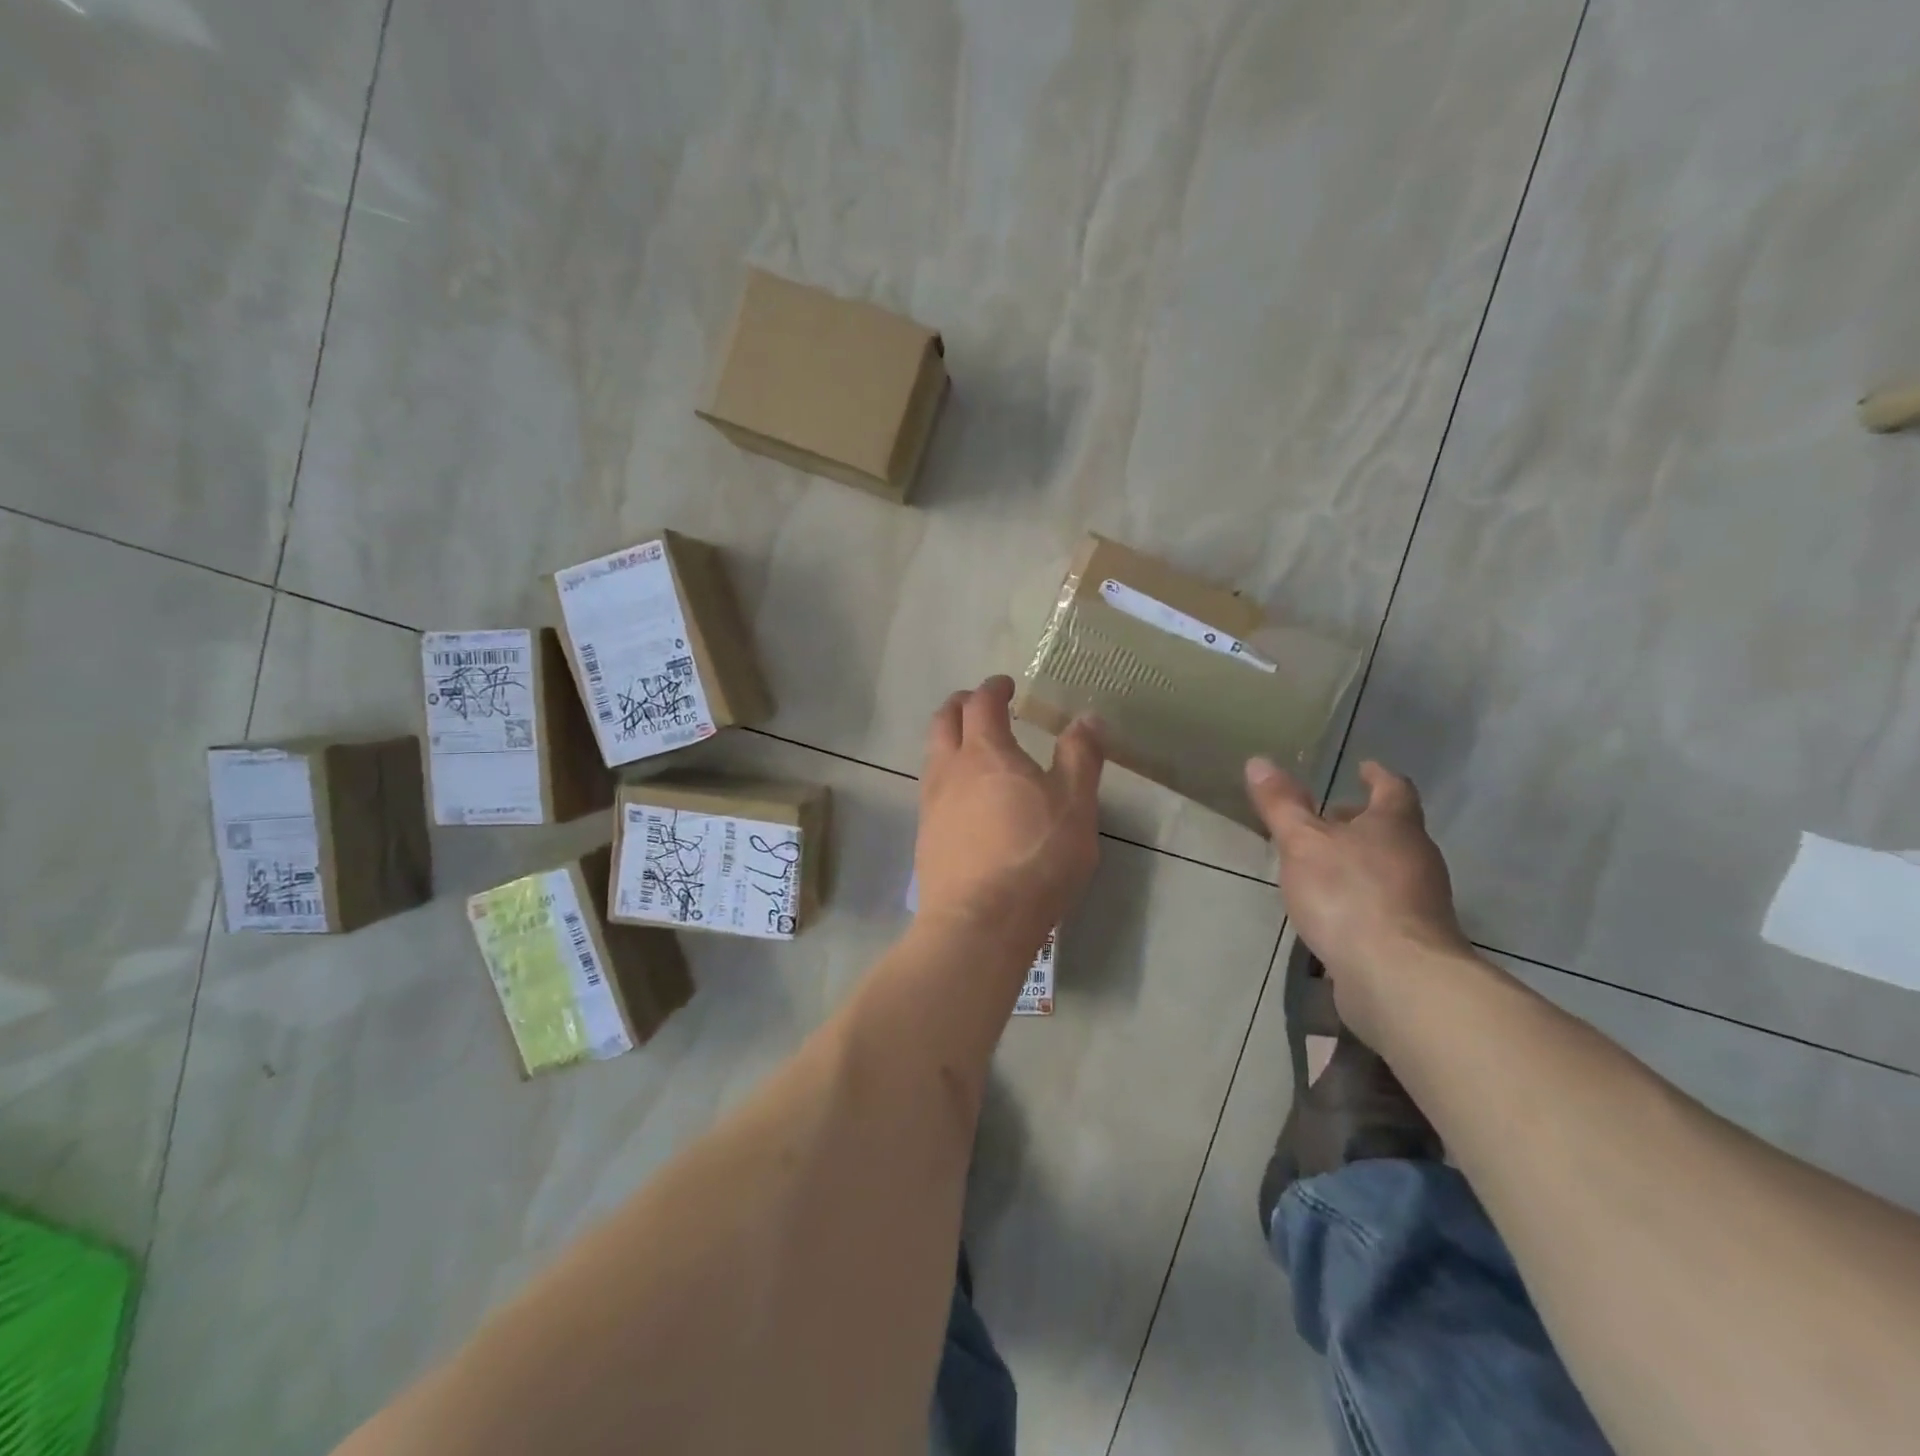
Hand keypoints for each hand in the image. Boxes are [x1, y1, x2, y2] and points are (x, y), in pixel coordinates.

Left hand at [917, 676, 1104, 955]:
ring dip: (950, 740)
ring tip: (973, 749)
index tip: (1005, 685)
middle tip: (981, 706)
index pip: (982, 703)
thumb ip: (1081, 756)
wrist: (978, 923)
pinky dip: (947, 776)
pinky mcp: (925, 836)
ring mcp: (931, 804)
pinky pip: (932, 790)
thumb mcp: (1075, 804)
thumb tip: (1087, 717)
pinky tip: (966, 798)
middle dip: (961, 705)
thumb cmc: (1035, 857)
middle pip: (943, 721)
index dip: (993, 688)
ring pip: (933, 755)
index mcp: (985, 752)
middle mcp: (948, 769)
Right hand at [1244, 757, 1470, 1041]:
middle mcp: (1417, 858)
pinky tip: (1334, 910)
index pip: (1393, 788)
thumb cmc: (1348, 894)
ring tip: (1322, 864)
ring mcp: (1421, 901)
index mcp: (1396, 826)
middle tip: (1329, 817)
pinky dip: (1361, 896)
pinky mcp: (1413, 938)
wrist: (1397, 977)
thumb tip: (1259, 761)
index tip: (1363, 767)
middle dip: (1361, 821)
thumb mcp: (1302, 842)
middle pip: (1392, 829)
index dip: (1377, 776)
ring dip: (1360, 860)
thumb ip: (1281, 804)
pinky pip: (1384, 903)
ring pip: (1389, 867)